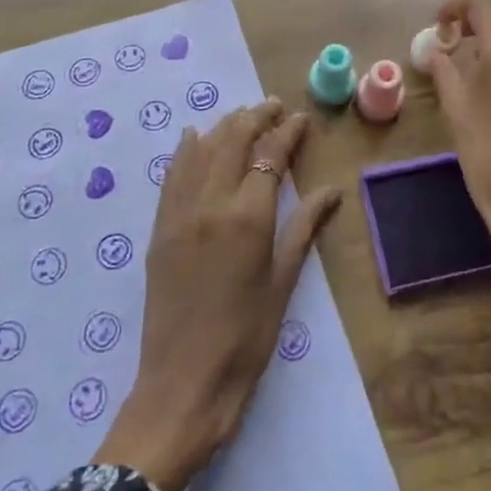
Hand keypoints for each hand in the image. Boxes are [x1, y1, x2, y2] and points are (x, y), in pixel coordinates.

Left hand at [95, 100, 341, 490]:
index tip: (300, 118)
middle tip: (274, 106)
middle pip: (233, 141)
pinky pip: (172, 175)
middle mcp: (211, 203)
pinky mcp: (160, 228)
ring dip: (223, 127)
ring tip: (243, 116)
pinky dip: (185, 150)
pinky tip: (192, 137)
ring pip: (201, 151)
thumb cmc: (245, 339)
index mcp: (248, 217)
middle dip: (256, 117)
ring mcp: (180, 213)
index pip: (270, 156)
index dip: (287, 133)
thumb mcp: (282, 283)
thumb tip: (331, 190)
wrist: (182, 384)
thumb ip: (303, 228)